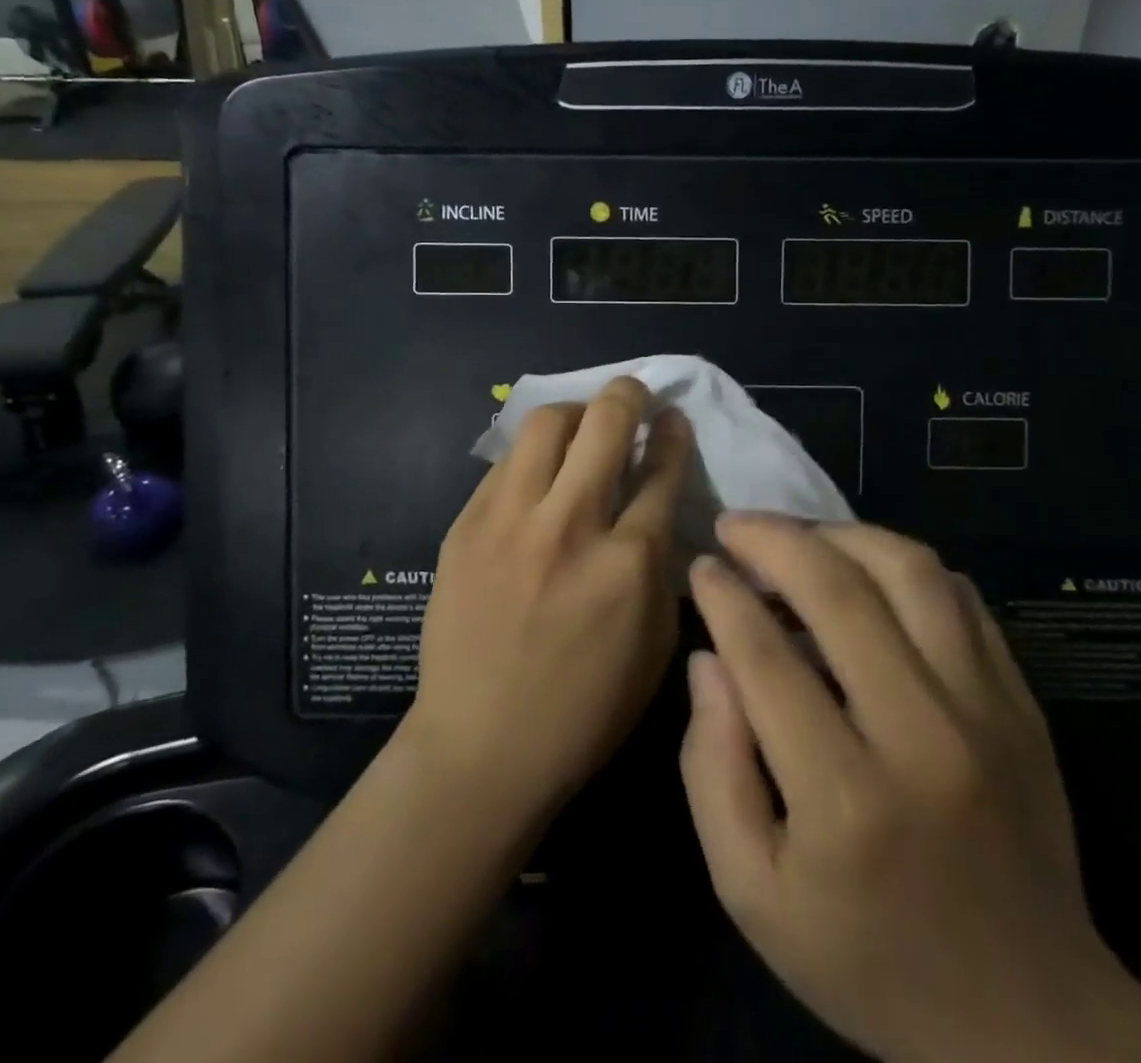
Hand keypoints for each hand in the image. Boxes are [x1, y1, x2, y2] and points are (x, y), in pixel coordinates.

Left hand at [405, 376, 691, 821]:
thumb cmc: (584, 710)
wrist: (481, 747)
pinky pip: (505, 463)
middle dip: (629, 394)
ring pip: (546, 424)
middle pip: (605, 423)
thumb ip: (662, 568)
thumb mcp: (655, 646)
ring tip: (583, 426)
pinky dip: (532, 456)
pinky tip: (539, 473)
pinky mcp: (466, 525)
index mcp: (628, 563)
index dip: (674, 434)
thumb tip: (659, 510)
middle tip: (634, 394)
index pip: (661, 470)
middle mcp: (570, 526)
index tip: (673, 419)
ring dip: (575, 413)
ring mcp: (510, 521)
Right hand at [682, 515, 1140, 1062]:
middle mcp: (922, 735)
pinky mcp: (1022, 704)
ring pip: (911, 572)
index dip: (723, 595)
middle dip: (774, 539)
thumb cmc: (868, 960)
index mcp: (844, 796)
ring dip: (842, 535)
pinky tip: (868, 571)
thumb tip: (708, 660)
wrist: (1028, 1020)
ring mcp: (986, 712)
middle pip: (839, 592)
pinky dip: (905, 566)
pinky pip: (962, 598)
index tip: (701, 566)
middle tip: (736, 525)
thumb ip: (712, 769)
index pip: (766, 655)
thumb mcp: (751, 892)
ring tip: (800, 537)